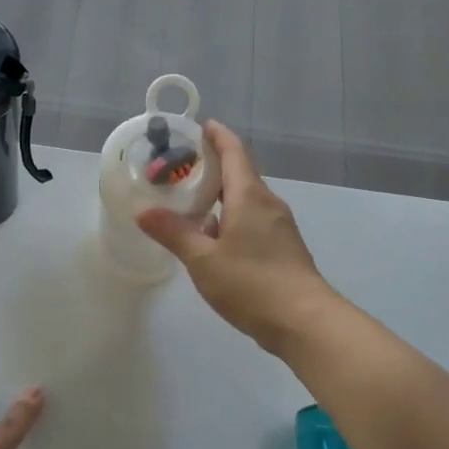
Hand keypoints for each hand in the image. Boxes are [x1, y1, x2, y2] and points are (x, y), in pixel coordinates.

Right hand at [137, 120, 335, 354]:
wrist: (305, 322)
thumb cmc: (252, 283)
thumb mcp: (203, 259)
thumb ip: (173, 233)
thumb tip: (143, 210)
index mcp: (250, 197)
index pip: (235, 152)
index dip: (218, 136)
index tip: (201, 126)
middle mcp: (268, 204)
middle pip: (241, 174)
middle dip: (214, 167)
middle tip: (182, 168)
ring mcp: (279, 228)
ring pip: (246, 201)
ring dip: (221, 196)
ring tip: (191, 203)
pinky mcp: (283, 249)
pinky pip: (253, 222)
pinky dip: (231, 219)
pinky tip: (213, 239)